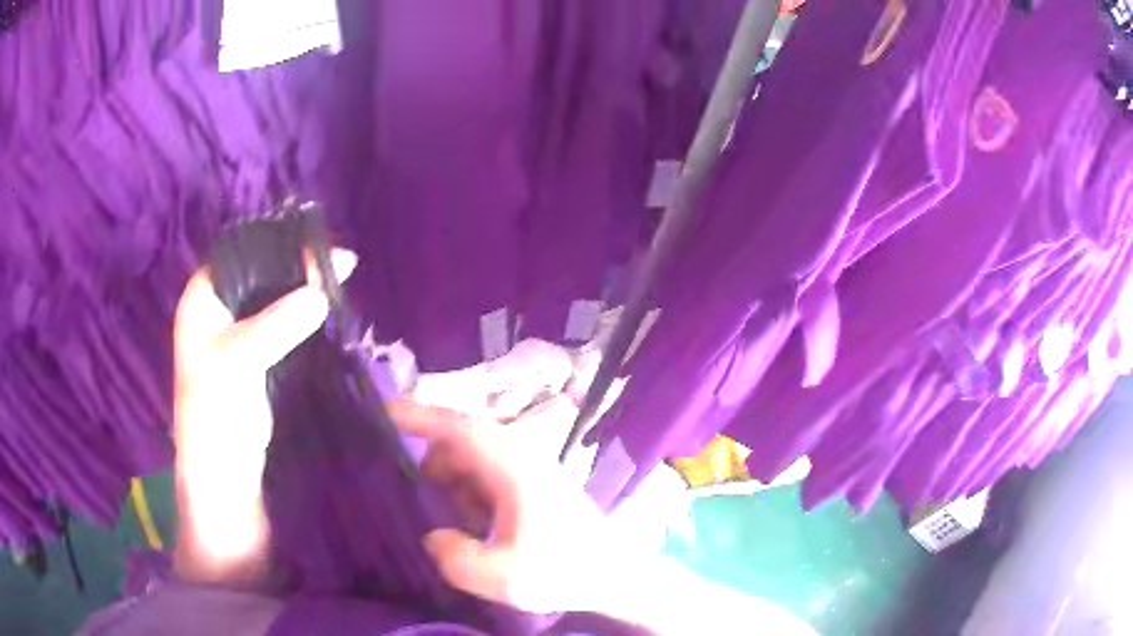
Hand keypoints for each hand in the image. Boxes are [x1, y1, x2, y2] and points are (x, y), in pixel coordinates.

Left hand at [171, 249, 356, 585]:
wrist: (226, 481)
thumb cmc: (215, 417)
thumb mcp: (238, 362)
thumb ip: (277, 323)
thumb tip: (321, 292)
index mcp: (202, 300)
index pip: (240, 254)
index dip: (276, 244)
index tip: (318, 244)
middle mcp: (219, 313)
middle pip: (262, 276)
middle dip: (297, 268)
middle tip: (342, 263)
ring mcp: (241, 339)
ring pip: (277, 303)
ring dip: (305, 295)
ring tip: (342, 282)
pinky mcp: (261, 364)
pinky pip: (286, 330)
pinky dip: (307, 321)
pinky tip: (331, 314)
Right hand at [392, 399, 620, 614]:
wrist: (614, 575)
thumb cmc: (565, 571)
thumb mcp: (505, 578)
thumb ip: (457, 559)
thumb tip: (433, 537)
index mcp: (513, 467)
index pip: (458, 428)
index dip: (419, 416)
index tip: (383, 413)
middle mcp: (520, 457)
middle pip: (461, 444)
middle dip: (432, 467)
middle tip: (416, 502)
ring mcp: (528, 470)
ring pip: (472, 462)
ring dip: (452, 486)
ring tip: (451, 524)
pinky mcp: (532, 486)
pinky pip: (486, 478)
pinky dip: (468, 496)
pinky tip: (473, 529)